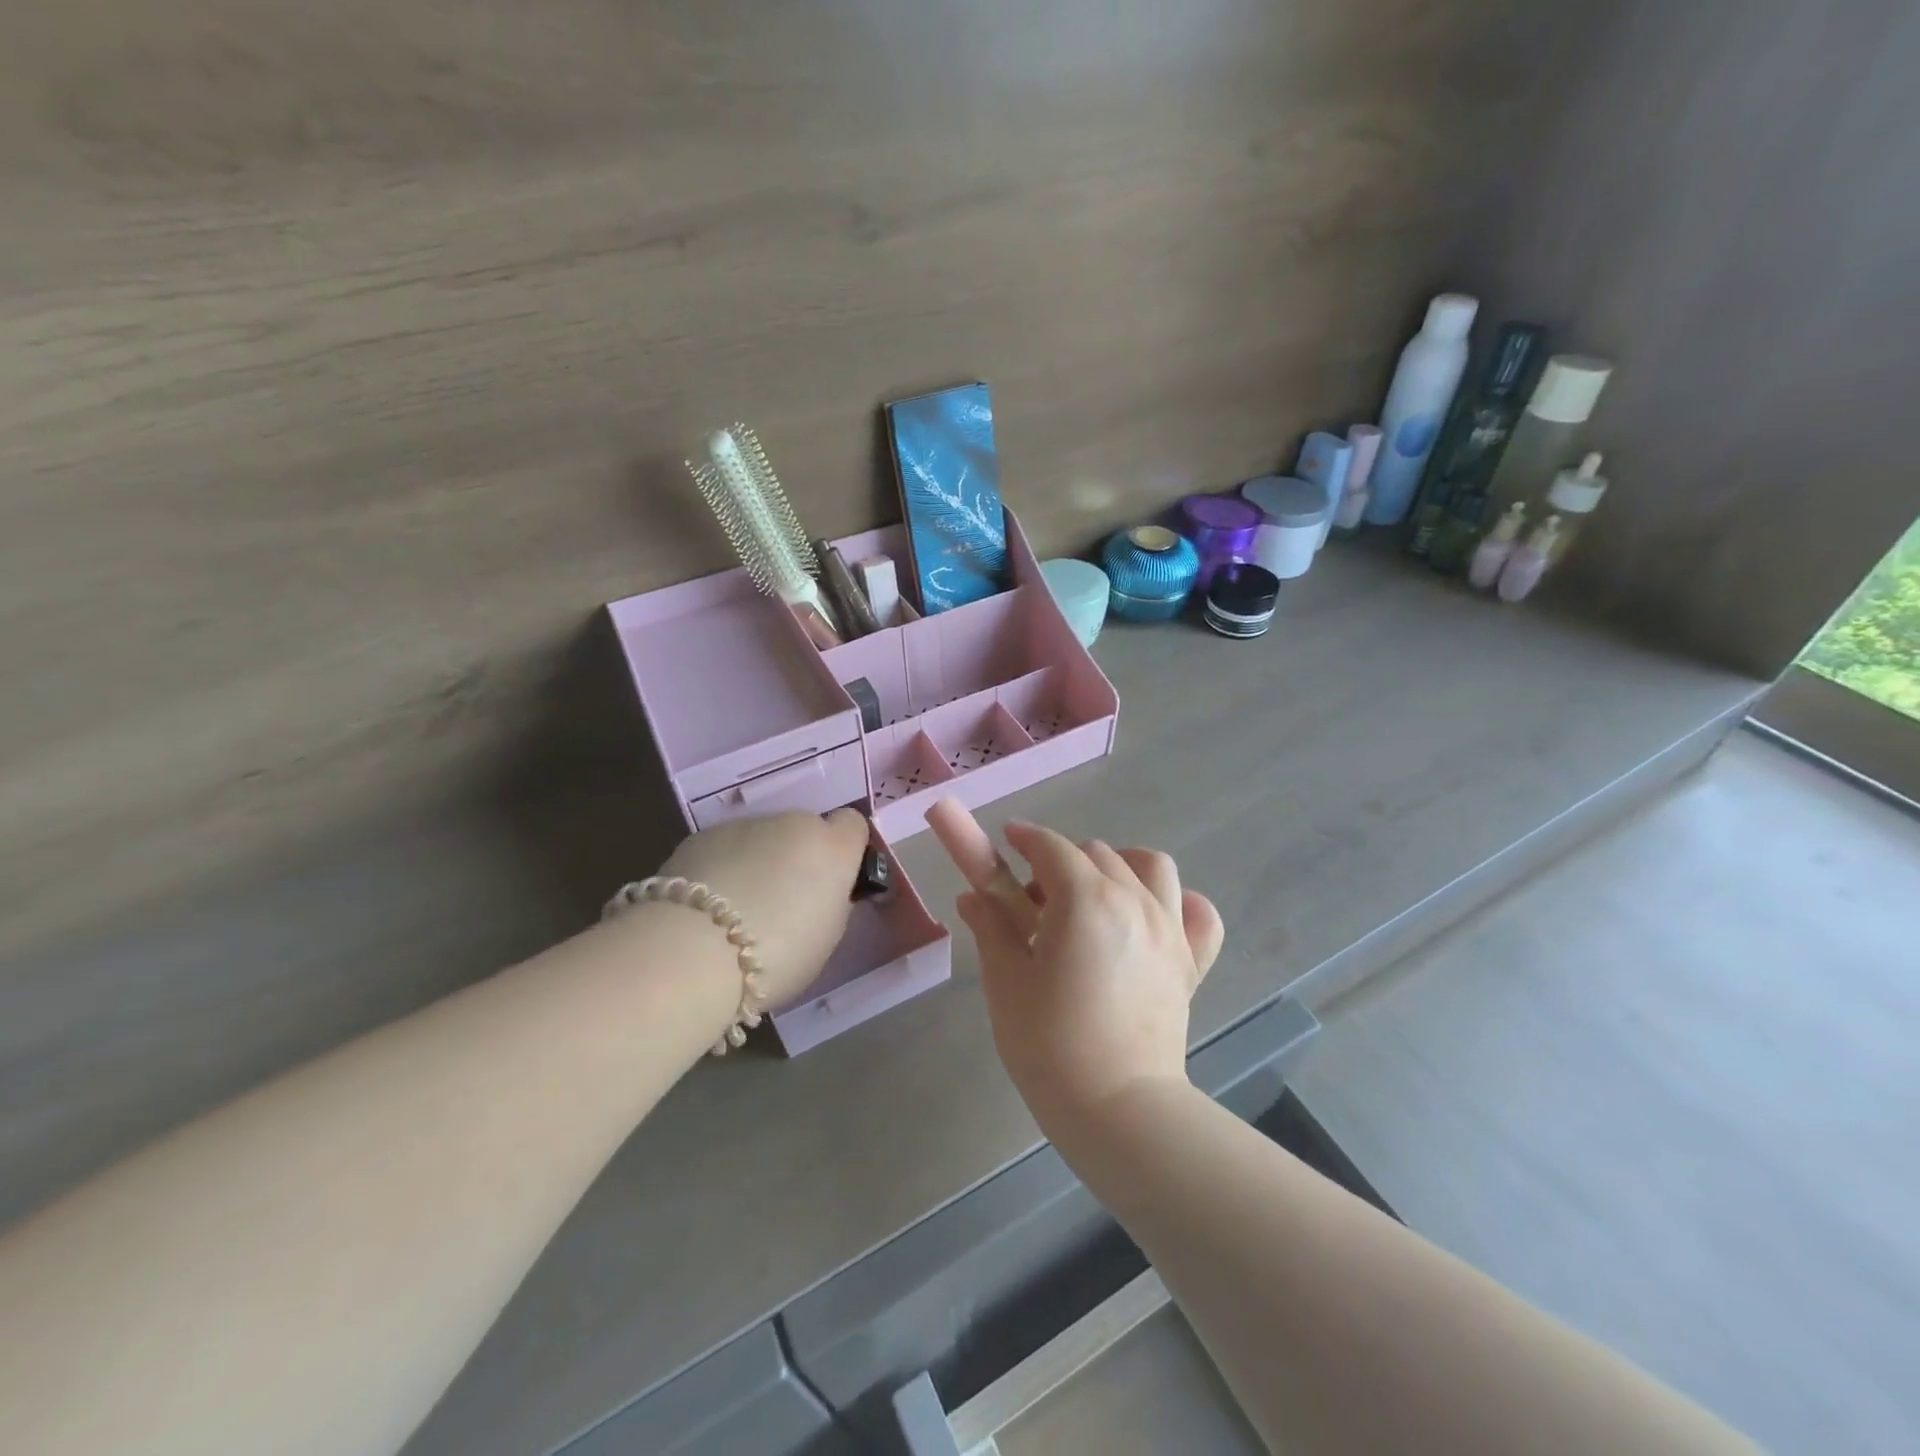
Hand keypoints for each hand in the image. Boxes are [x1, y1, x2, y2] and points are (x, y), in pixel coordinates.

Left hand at [658, 808, 870, 1007]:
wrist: (691, 954)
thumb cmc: (776, 956)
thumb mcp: (826, 938)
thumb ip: (831, 902)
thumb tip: (822, 892)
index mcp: (832, 848)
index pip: (853, 825)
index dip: (844, 850)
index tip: (832, 882)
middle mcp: (792, 823)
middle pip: (804, 830)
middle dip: (799, 857)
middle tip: (783, 901)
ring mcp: (744, 825)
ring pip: (762, 837)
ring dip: (759, 860)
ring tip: (738, 908)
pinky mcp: (701, 836)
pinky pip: (725, 847)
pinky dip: (723, 866)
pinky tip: (707, 906)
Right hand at [952, 818, 1224, 1137]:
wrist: (1117, 1109)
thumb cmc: (1048, 1044)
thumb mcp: (1006, 980)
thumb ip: (991, 926)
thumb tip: (972, 895)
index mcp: (1084, 899)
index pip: (1051, 847)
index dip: (1025, 838)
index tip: (1007, 841)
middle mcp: (1133, 899)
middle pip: (1094, 853)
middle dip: (1060, 863)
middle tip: (1035, 904)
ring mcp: (1169, 928)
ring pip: (1150, 865)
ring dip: (1119, 866)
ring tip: (1095, 899)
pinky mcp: (1192, 961)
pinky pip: (1197, 912)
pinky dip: (1177, 903)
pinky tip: (1153, 919)